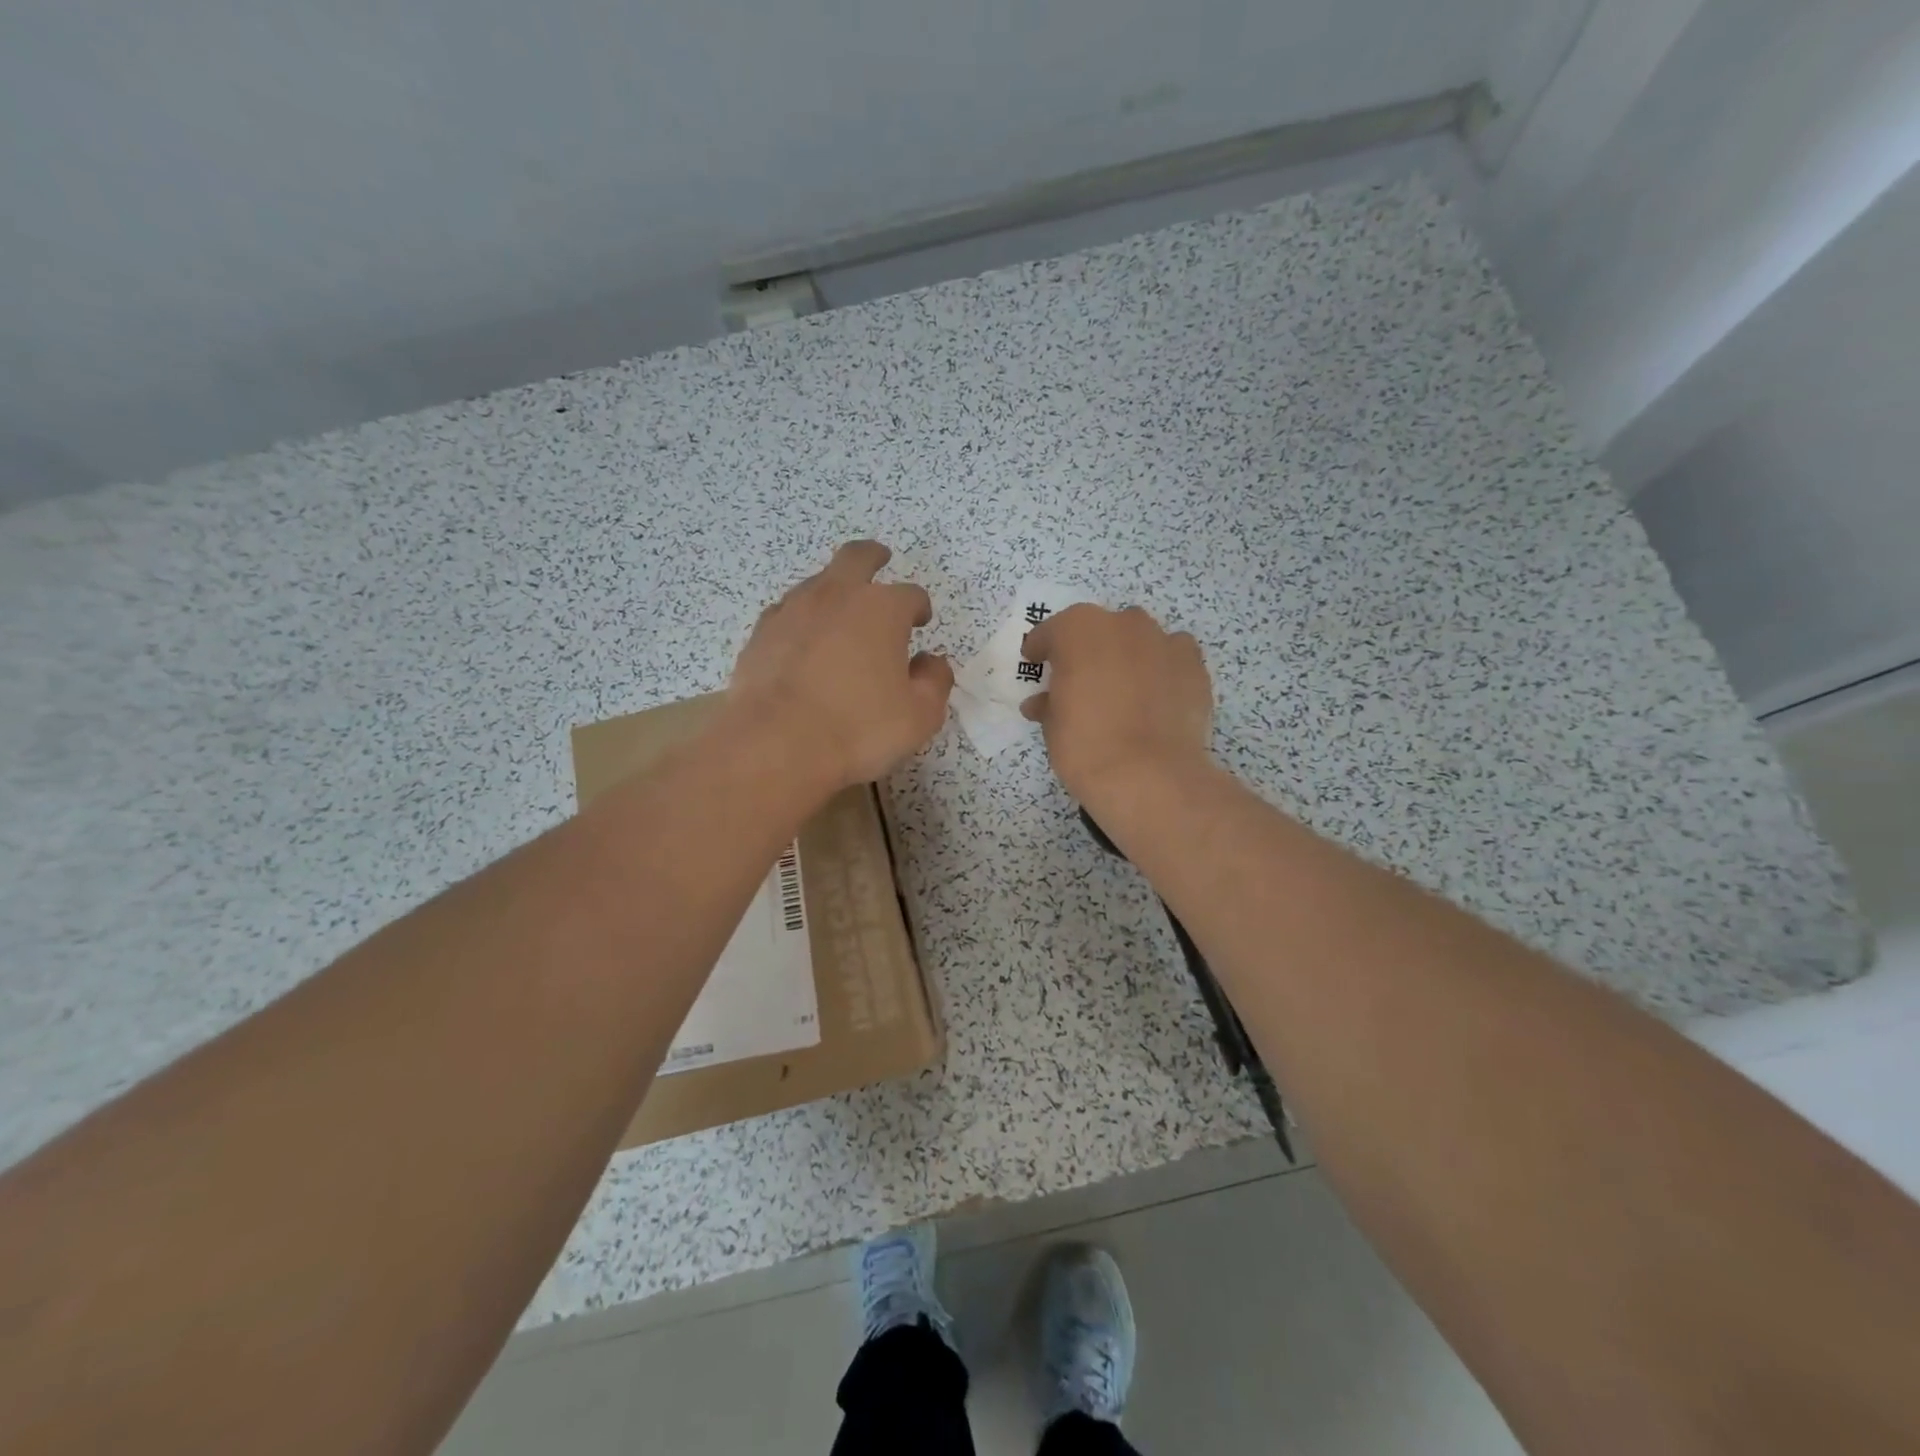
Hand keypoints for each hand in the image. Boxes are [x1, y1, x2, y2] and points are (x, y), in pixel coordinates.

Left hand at [725, 540, 953, 788]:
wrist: (776, 743)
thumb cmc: (859, 728)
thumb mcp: (920, 715)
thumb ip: (935, 681)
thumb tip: (931, 662)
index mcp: (882, 609)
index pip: (910, 595)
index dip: (919, 607)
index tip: (920, 621)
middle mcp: (837, 596)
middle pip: (857, 558)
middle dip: (873, 557)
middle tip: (881, 559)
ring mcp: (793, 610)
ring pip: (817, 582)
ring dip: (834, 589)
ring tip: (841, 612)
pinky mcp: (761, 633)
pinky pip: (787, 612)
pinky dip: (801, 619)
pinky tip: (803, 640)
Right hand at [1020, 604, 1213, 801]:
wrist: (1149, 776)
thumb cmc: (1086, 745)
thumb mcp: (1053, 727)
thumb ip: (1049, 704)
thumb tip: (1044, 703)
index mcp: (1079, 630)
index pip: (1053, 631)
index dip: (1042, 648)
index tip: (1036, 663)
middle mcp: (1124, 624)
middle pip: (1101, 630)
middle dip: (1089, 650)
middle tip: (1082, 682)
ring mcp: (1164, 642)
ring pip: (1140, 640)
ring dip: (1129, 656)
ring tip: (1124, 690)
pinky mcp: (1194, 666)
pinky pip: (1171, 658)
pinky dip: (1161, 671)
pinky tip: (1156, 699)